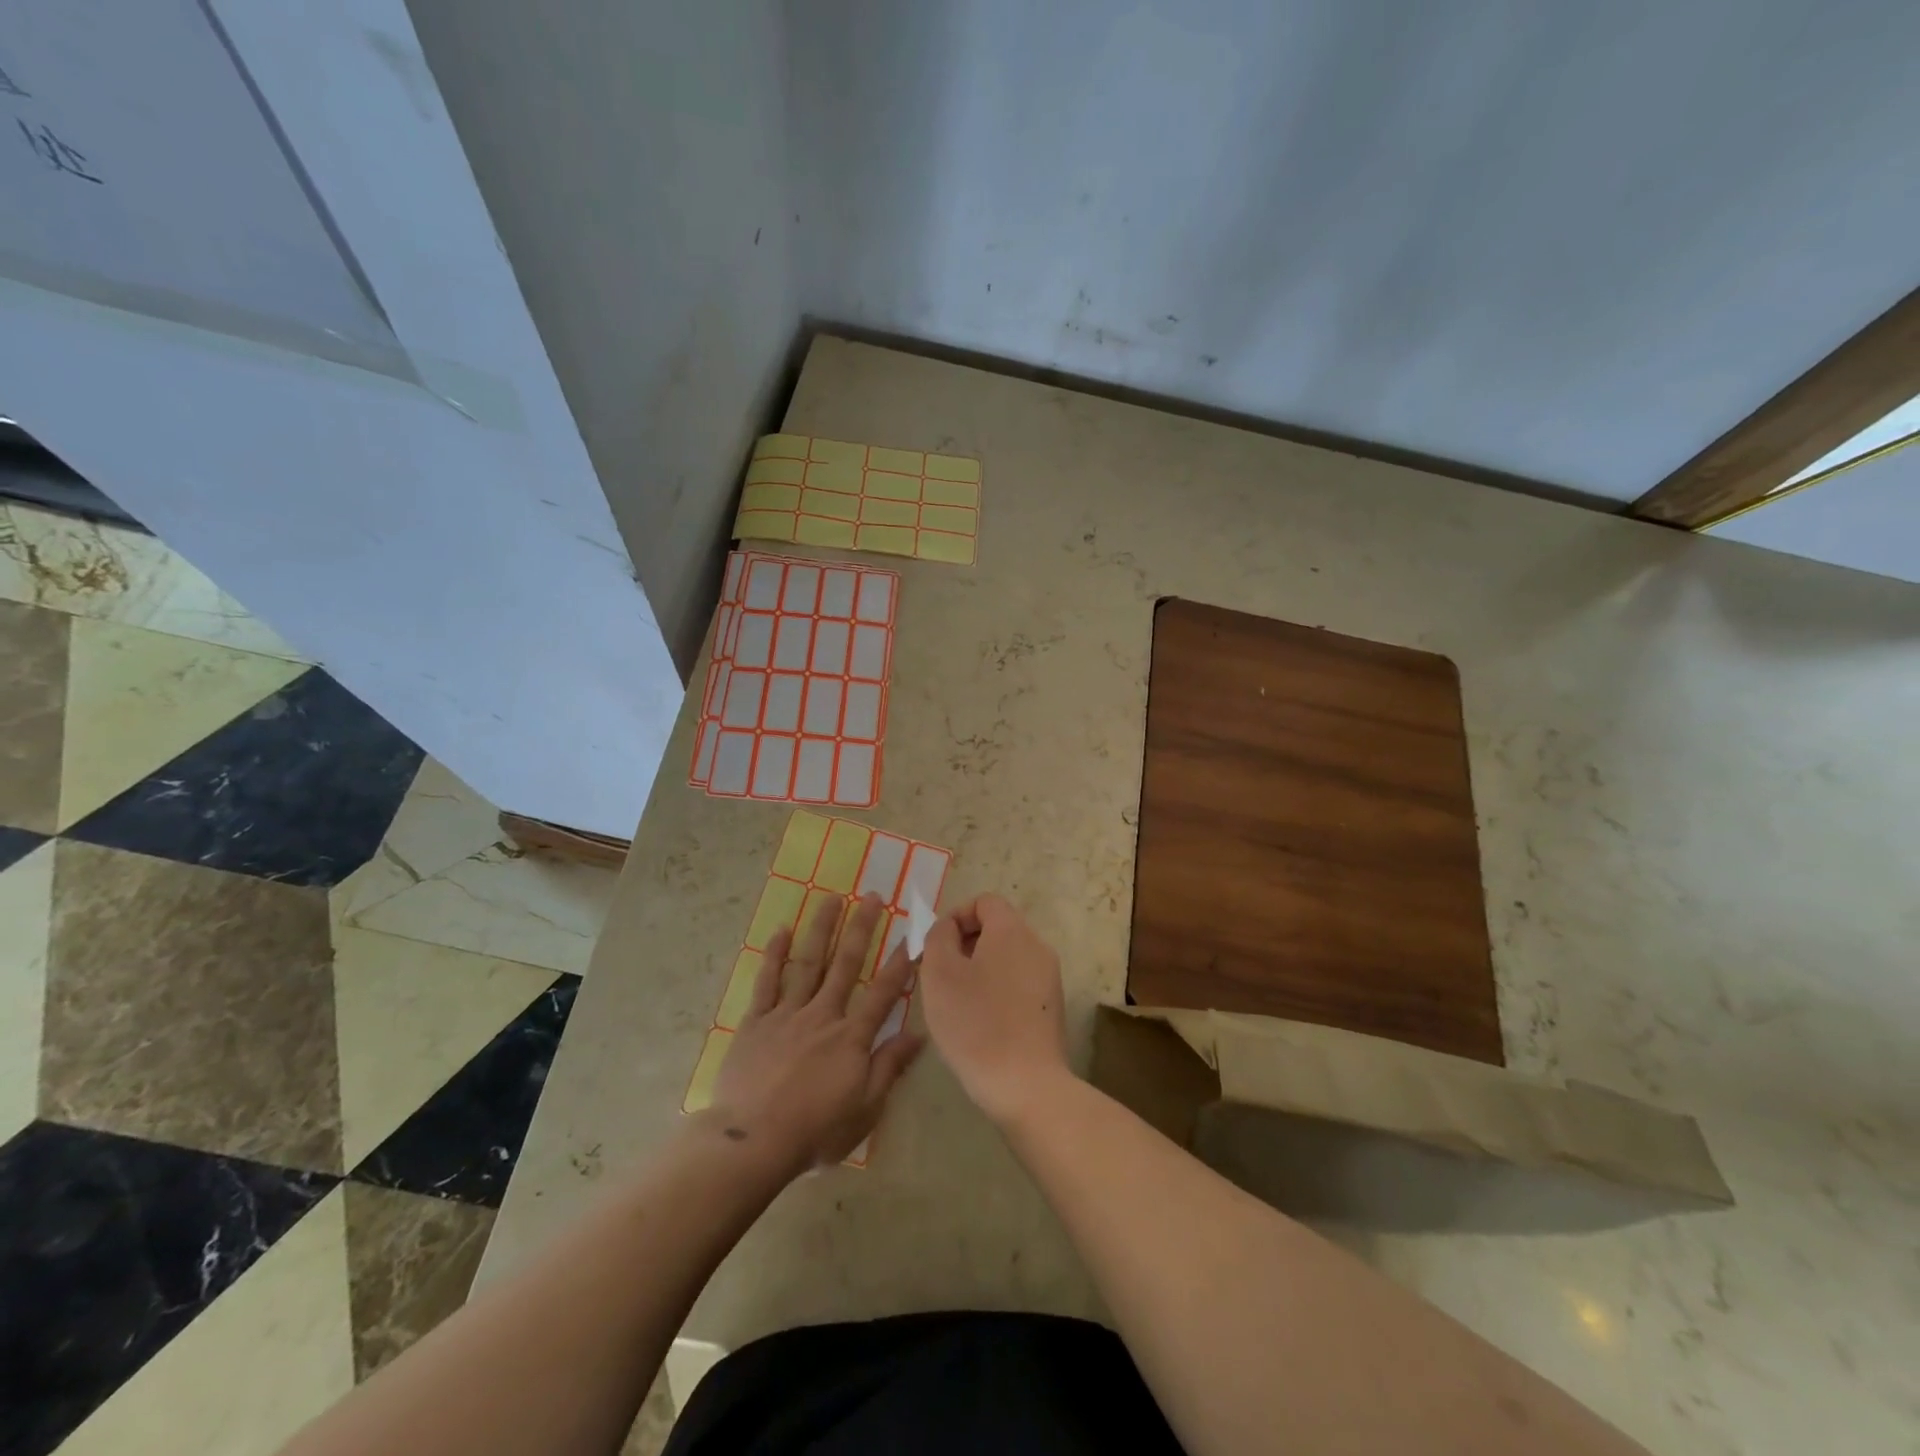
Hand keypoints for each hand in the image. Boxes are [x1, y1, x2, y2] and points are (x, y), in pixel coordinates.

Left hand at [709, 891, 922, 1174]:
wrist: (752, 1141)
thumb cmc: (815, 1130)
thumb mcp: (865, 1108)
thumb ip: (890, 1066)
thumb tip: (919, 1034)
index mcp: (851, 1037)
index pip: (883, 993)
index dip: (900, 964)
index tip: (912, 935)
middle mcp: (823, 1015)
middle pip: (846, 964)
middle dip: (862, 928)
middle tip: (873, 896)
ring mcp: (787, 1014)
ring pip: (808, 963)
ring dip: (822, 928)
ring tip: (833, 898)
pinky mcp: (757, 1021)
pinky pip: (767, 981)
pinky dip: (775, 955)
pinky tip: (782, 931)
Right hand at [918, 893, 1070, 1127]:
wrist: (1026, 1084)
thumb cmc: (976, 1023)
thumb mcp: (939, 973)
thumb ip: (938, 938)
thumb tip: (948, 928)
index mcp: (1012, 931)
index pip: (984, 902)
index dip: (956, 916)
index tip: (937, 947)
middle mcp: (1037, 946)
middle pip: (998, 928)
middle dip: (966, 944)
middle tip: (941, 975)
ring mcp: (1049, 978)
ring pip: (1008, 957)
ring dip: (980, 969)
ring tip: (958, 1001)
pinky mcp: (1052, 1007)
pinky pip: (1019, 982)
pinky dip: (998, 990)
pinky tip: (982, 1022)